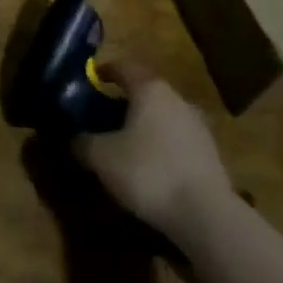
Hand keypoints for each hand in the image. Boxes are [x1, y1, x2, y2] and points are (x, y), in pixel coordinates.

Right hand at [73, 61, 233, 237]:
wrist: (206, 216)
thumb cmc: (148, 171)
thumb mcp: (101, 157)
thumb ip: (82, 142)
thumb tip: (72, 137)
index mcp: (150, 89)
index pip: (124, 67)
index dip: (105, 70)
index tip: (91, 79)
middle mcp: (177, 99)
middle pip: (146, 92)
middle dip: (123, 101)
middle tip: (102, 117)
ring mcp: (198, 127)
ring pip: (163, 117)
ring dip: (144, 126)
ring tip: (125, 146)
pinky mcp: (210, 155)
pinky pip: (177, 141)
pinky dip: (161, 147)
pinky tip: (150, 169)